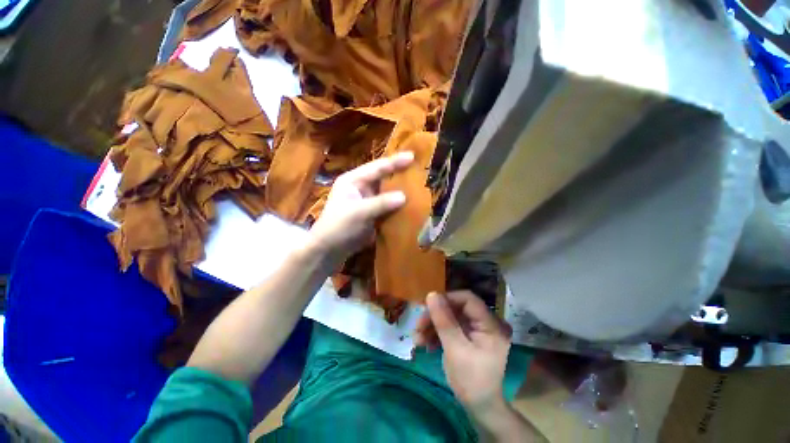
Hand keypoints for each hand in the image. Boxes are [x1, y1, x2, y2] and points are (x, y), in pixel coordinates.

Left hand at [307, 152, 413, 262]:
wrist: (331, 248)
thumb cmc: (338, 225)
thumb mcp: (358, 212)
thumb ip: (380, 203)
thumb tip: (404, 196)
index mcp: (354, 180)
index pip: (376, 168)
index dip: (394, 162)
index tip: (412, 156)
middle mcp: (362, 187)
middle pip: (384, 178)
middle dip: (401, 174)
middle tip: (421, 169)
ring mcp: (369, 200)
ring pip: (388, 192)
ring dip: (402, 190)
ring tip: (421, 185)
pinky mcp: (374, 213)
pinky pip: (389, 206)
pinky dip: (399, 205)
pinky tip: (413, 204)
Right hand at [414, 291, 512, 410]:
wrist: (479, 408)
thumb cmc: (471, 381)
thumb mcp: (455, 349)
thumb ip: (444, 320)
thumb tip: (431, 294)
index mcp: (490, 324)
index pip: (468, 299)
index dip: (447, 299)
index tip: (427, 306)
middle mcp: (485, 323)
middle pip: (456, 309)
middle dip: (435, 316)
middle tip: (417, 325)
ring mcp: (476, 331)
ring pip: (450, 318)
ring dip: (432, 326)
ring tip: (416, 338)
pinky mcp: (467, 337)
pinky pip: (450, 328)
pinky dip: (437, 334)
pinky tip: (425, 344)